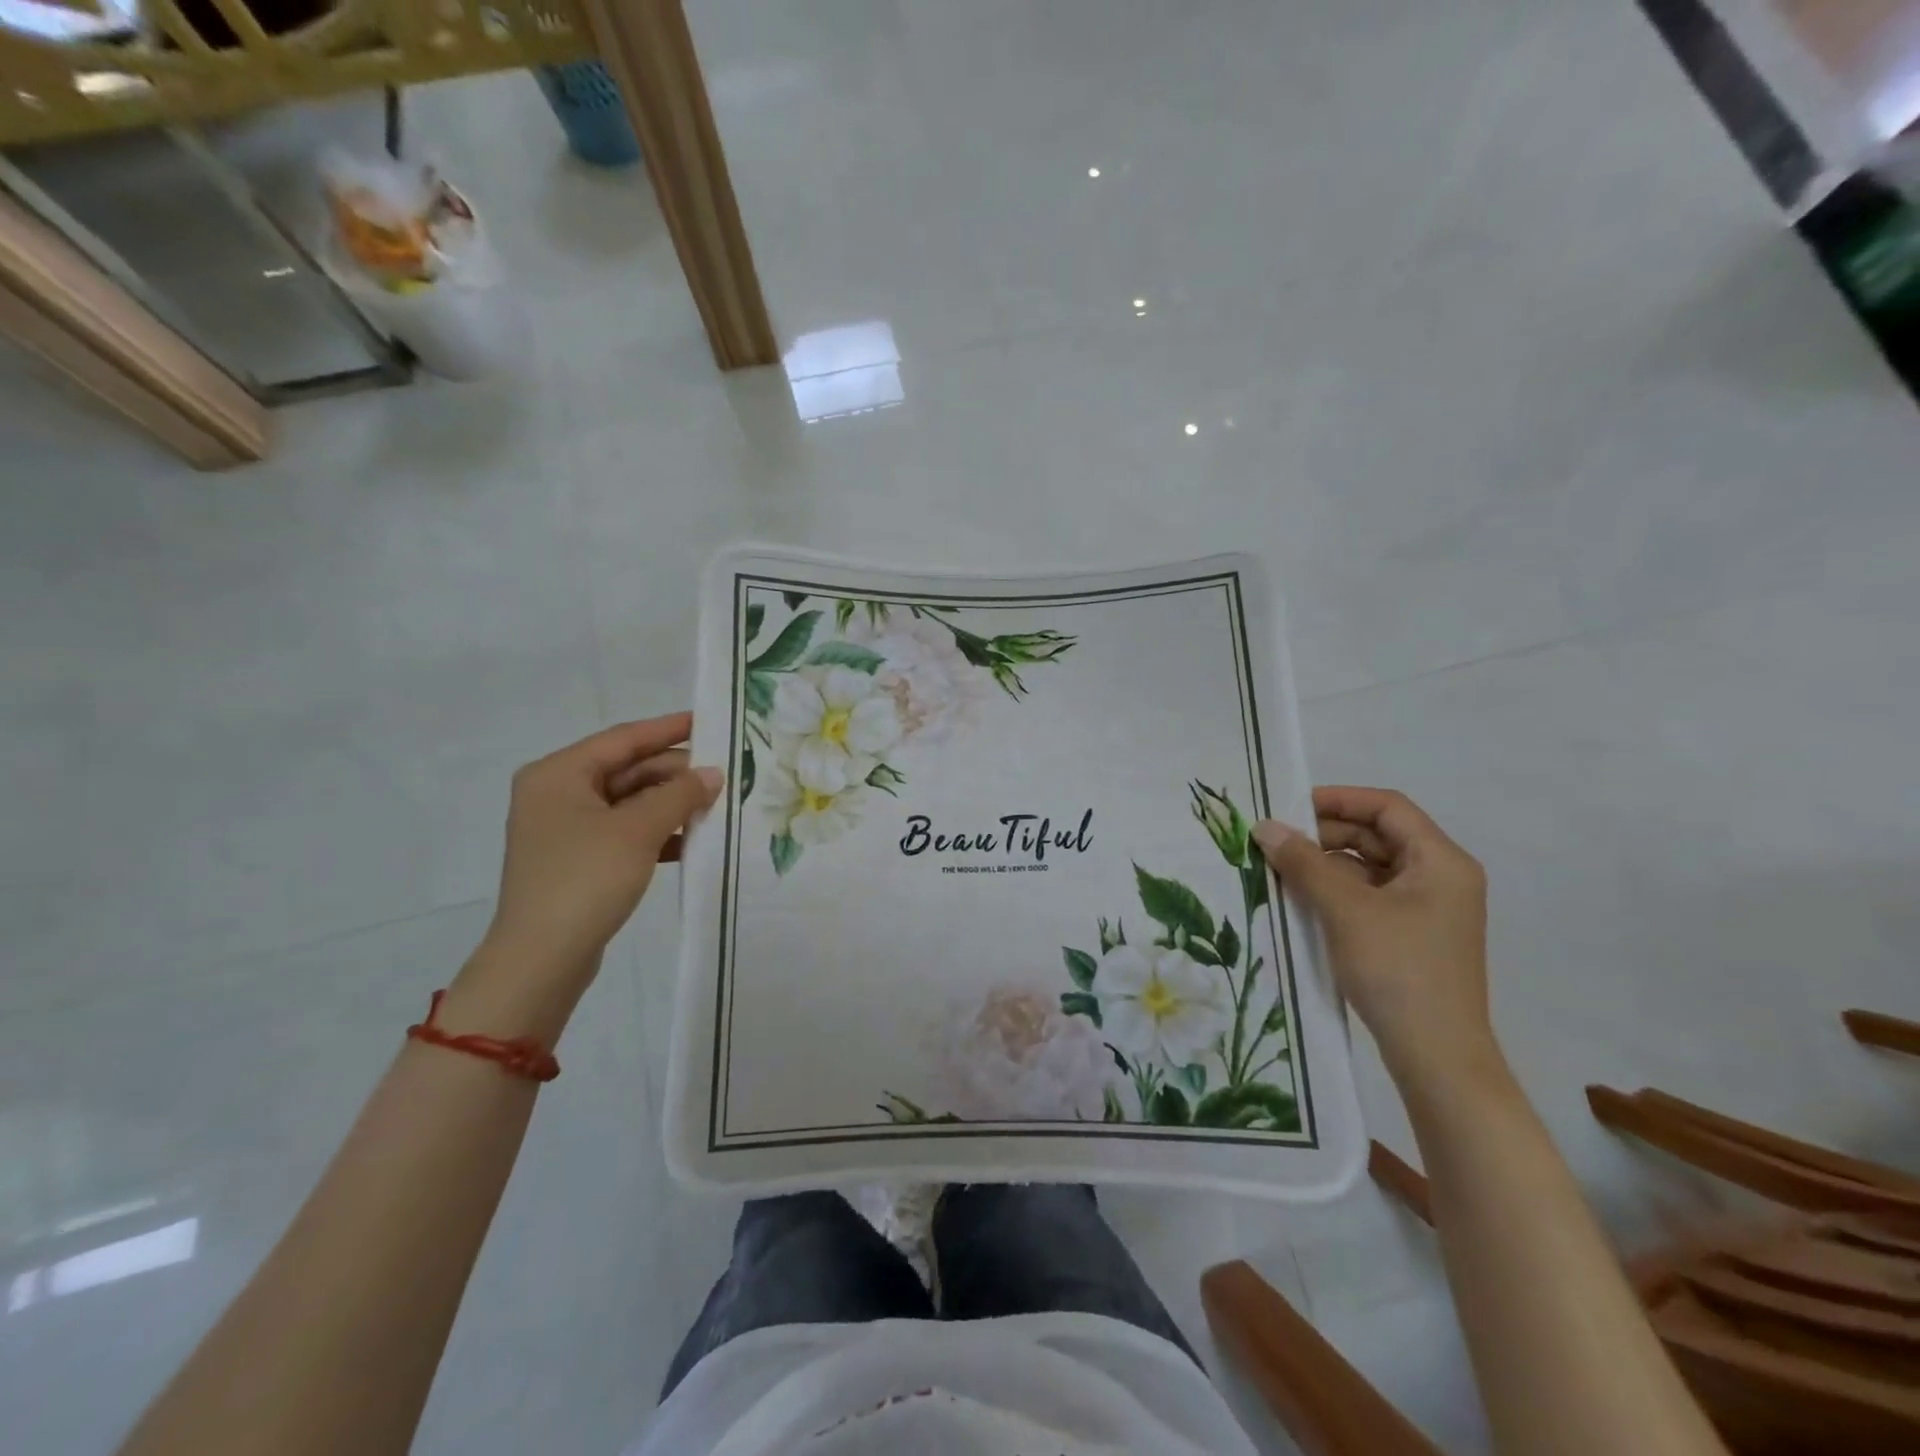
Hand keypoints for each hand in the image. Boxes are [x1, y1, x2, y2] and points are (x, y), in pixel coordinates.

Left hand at [479, 713, 722, 989]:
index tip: (710, 721)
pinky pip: (626, 832)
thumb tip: (713, 773)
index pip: (624, 739)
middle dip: (675, 774)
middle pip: (627, 770)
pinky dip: (658, 832)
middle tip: (724, 774)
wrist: (541, 959)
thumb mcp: (638, 830)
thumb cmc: (585, 879)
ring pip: (630, 803)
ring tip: (716, 805)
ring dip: (671, 804)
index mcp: (559, 774)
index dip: (669, 728)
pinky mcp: (580, 859)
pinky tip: (692, 840)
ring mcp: (567, 829)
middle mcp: (558, 793)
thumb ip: (679, 795)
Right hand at [1254, 786, 1495, 1096]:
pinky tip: (1300, 901)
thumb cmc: (1398, 970)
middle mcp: (1439, 878)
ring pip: (1369, 868)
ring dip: (1325, 864)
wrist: (1437, 1058)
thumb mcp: (1345, 909)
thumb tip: (1264, 827)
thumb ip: (1304, 863)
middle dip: (1325, 834)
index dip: (1338, 799)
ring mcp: (1427, 910)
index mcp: (1440, 861)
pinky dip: (1335, 892)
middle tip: (1276, 841)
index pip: (1387, 807)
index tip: (1289, 806)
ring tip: (1279, 870)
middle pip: (1378, 836)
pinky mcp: (1411, 936)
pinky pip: (1368, 897)